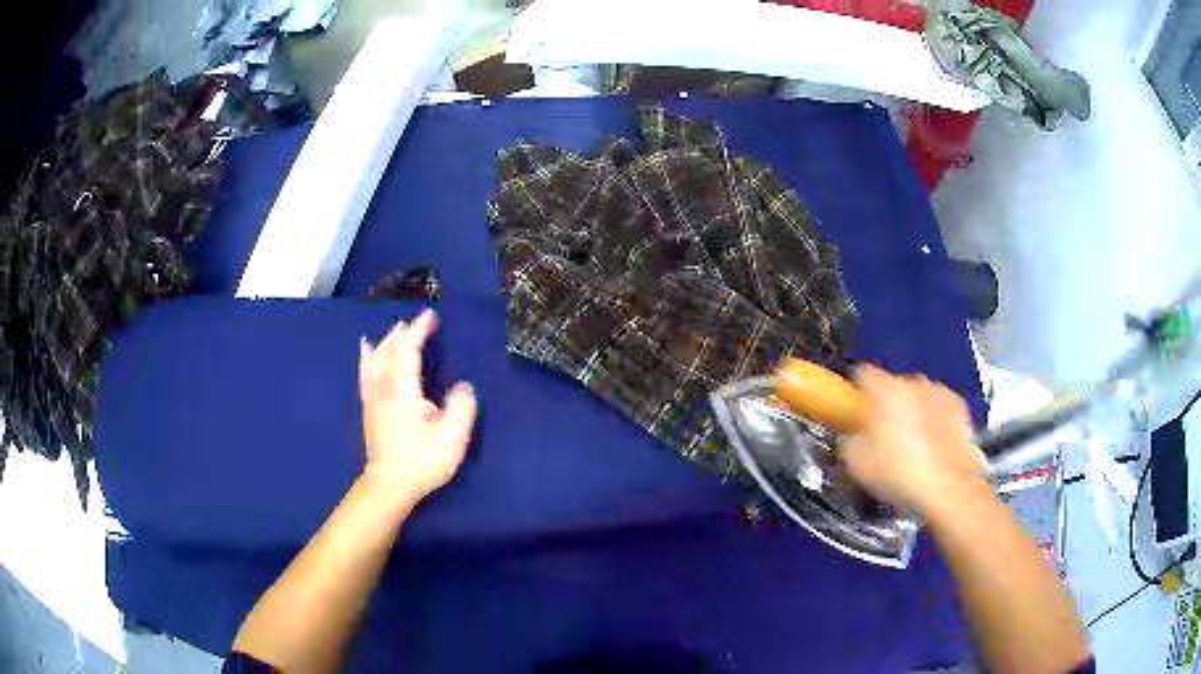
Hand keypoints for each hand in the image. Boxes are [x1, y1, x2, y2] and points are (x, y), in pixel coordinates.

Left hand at [358, 310, 477, 503]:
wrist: (389, 485)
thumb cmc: (422, 462)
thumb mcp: (452, 439)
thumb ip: (461, 408)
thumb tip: (463, 387)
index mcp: (403, 390)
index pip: (408, 349)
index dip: (419, 329)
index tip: (431, 316)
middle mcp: (384, 387)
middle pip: (390, 349)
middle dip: (405, 332)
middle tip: (421, 322)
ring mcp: (372, 397)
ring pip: (376, 358)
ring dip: (388, 340)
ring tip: (397, 329)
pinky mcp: (368, 407)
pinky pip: (365, 371)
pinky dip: (367, 355)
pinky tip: (367, 349)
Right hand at [840, 365, 985, 516]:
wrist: (948, 488)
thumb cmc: (903, 474)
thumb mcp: (856, 463)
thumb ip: (849, 439)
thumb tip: (852, 436)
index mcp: (884, 389)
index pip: (861, 374)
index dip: (856, 395)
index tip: (855, 413)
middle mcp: (913, 382)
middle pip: (892, 387)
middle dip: (887, 408)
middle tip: (882, 440)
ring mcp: (939, 393)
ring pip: (918, 398)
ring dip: (913, 415)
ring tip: (910, 449)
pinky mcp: (960, 409)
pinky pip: (939, 409)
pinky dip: (935, 423)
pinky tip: (931, 450)